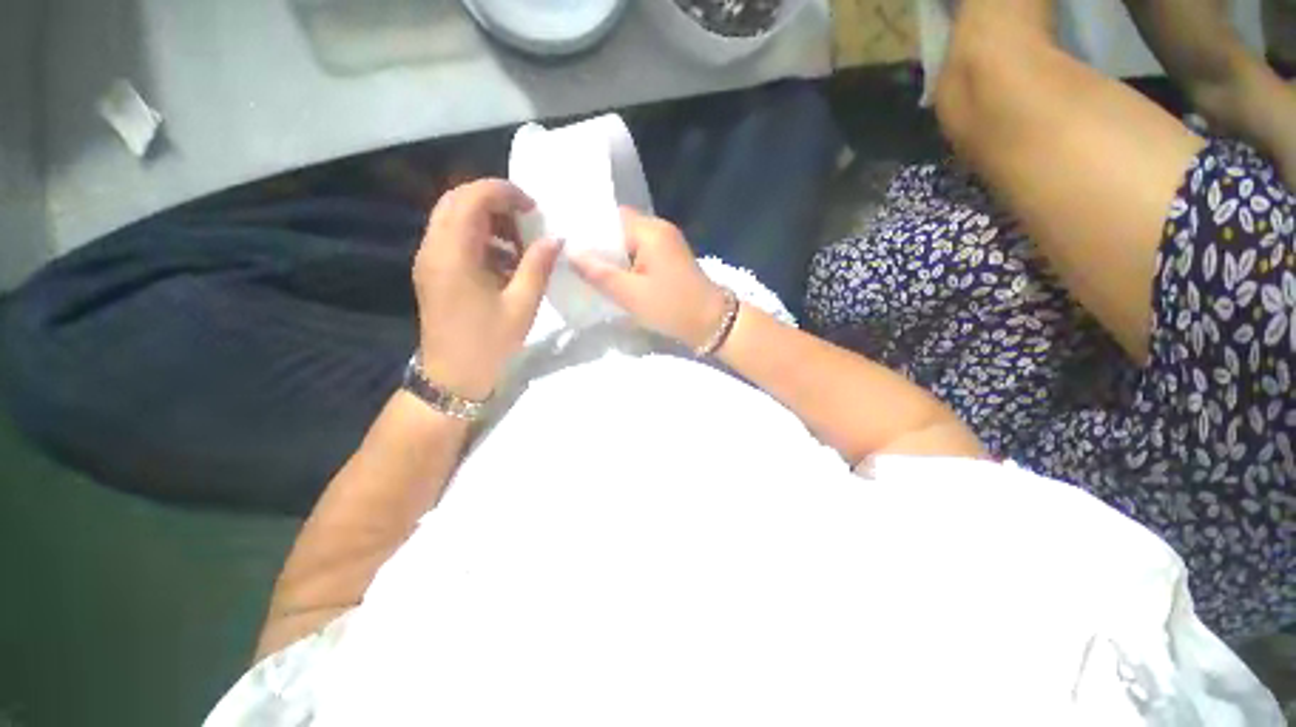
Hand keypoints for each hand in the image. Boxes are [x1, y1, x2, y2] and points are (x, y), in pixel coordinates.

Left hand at [413, 179, 561, 399]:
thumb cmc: (489, 344)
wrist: (453, 377)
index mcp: (453, 255)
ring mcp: (429, 260)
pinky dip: (480, 238)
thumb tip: (555, 238)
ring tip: (519, 244)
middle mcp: (433, 249)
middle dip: (494, 201)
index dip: (504, 192)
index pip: (471, 198)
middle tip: (526, 220)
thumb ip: (537, 266)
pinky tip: (504, 262)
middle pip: (457, 200)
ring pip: (453, 218)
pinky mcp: (433, 272)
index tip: (533, 208)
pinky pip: (453, 239)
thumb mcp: (522, 305)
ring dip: (487, 220)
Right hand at [570, 208, 725, 347]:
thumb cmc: (672, 307)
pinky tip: (614, 278)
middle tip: (574, 263)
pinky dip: (626, 264)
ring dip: (612, 257)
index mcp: (650, 231)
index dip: (587, 231)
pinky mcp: (669, 258)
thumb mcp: (630, 294)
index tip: (566, 246)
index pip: (609, 218)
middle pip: (618, 229)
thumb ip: (599, 273)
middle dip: (598, 246)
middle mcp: (659, 229)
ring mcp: (666, 243)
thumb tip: (569, 252)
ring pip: (628, 243)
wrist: (712, 323)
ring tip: (589, 271)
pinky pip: (640, 254)